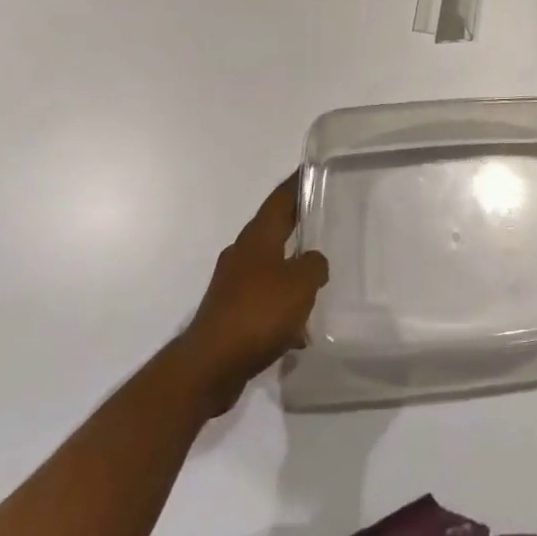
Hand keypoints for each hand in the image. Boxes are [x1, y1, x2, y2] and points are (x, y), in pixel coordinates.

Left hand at [176, 175, 328, 414]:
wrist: (209, 366)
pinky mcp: (231, 313)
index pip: (281, 198)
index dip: (298, 183)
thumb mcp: (300, 284)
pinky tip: (300, 329)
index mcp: (258, 237)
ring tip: (320, 279)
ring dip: (292, 270)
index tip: (313, 169)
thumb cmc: (258, 313)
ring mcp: (233, 284)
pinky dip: (282, 307)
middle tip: (327, 220)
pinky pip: (264, 300)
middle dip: (299, 225)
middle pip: (275, 229)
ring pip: (271, 266)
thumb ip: (315, 265)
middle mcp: (243, 253)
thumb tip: (314, 262)